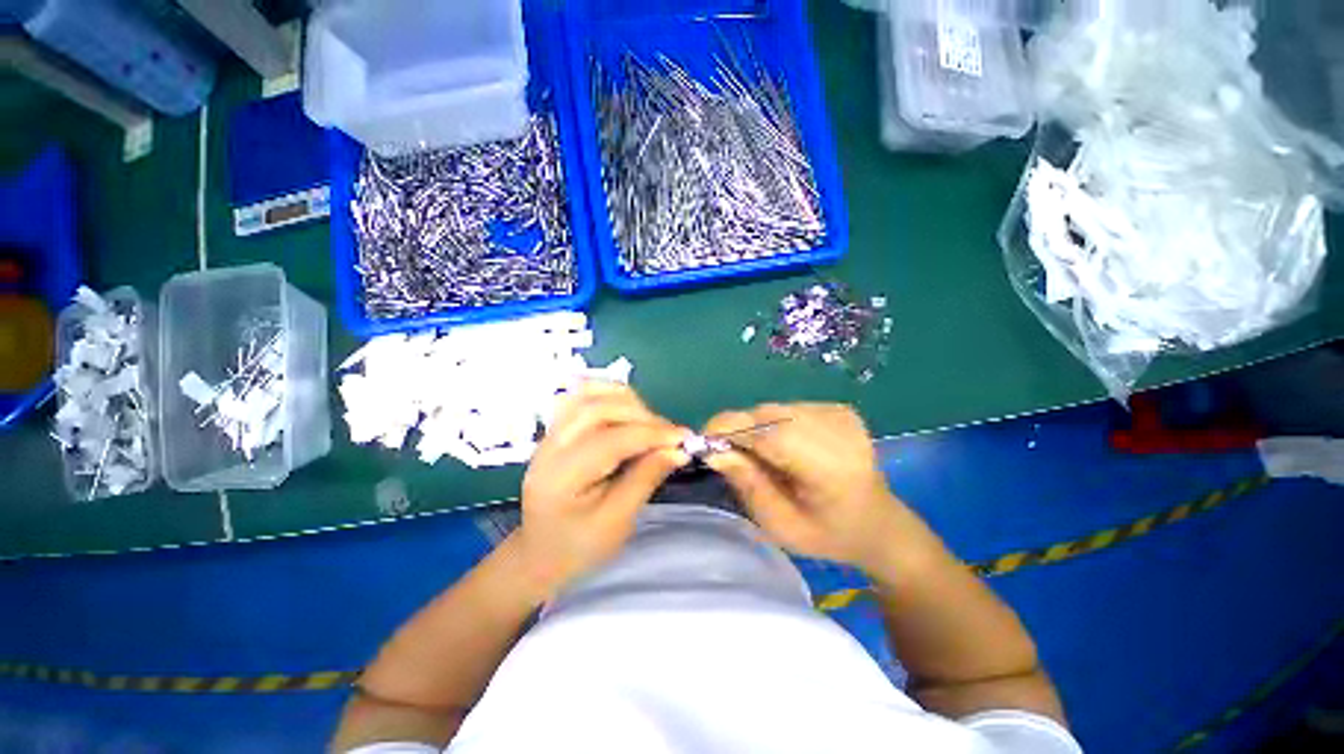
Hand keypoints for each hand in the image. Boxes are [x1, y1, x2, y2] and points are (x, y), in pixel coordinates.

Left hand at [517, 382, 688, 594]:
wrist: (541, 551)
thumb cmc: (580, 546)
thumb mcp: (617, 522)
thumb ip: (645, 479)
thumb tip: (677, 450)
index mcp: (561, 477)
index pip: (610, 440)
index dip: (651, 434)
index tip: (683, 438)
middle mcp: (550, 446)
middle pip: (598, 408)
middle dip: (642, 416)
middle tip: (669, 434)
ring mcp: (550, 433)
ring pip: (590, 395)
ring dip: (627, 401)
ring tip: (651, 424)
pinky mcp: (557, 428)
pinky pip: (583, 396)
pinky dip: (610, 395)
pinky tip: (628, 410)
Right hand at [703, 403, 904, 570]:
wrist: (878, 523)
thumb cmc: (828, 535)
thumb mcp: (780, 525)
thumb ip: (748, 485)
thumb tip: (714, 452)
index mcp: (831, 469)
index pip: (771, 434)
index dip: (731, 430)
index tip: (703, 439)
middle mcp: (839, 431)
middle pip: (770, 416)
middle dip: (739, 429)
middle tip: (727, 453)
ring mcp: (841, 415)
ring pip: (776, 409)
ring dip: (756, 427)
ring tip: (759, 454)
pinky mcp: (839, 408)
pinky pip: (788, 408)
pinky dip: (774, 424)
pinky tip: (784, 446)